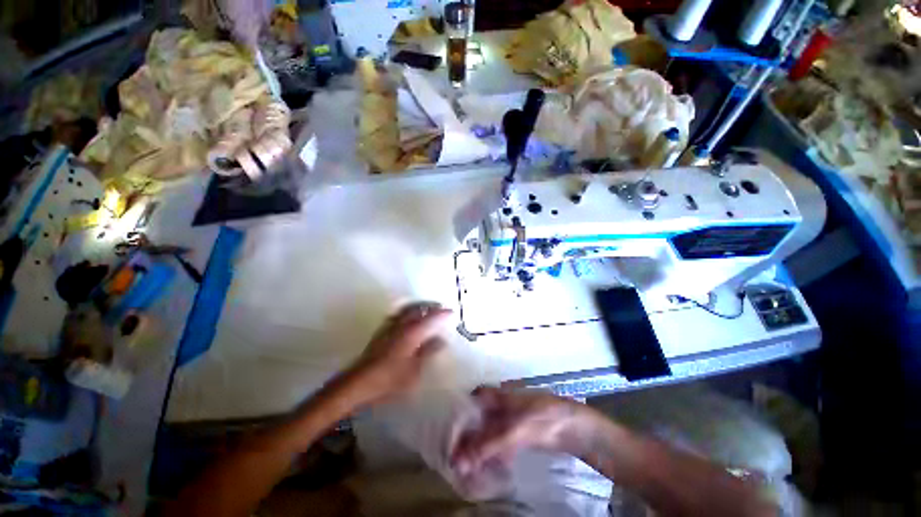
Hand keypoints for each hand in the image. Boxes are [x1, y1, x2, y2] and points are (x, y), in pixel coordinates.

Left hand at [340, 302, 451, 407]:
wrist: (360, 382)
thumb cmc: (391, 378)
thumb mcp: (415, 369)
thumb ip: (429, 352)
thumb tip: (441, 340)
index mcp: (412, 332)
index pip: (431, 317)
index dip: (442, 314)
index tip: (452, 312)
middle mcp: (401, 324)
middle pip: (418, 308)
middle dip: (431, 306)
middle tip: (441, 307)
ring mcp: (390, 326)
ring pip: (407, 309)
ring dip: (419, 307)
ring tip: (427, 310)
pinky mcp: (382, 331)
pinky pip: (398, 314)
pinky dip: (408, 312)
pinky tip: (409, 319)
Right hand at [450, 386, 591, 474]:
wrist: (572, 427)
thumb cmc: (542, 417)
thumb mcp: (515, 430)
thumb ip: (489, 445)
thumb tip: (460, 461)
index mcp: (495, 397)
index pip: (469, 403)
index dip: (457, 417)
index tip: (446, 436)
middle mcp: (497, 408)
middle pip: (475, 422)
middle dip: (465, 440)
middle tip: (453, 461)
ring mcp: (507, 422)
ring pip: (485, 435)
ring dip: (476, 452)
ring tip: (465, 471)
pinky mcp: (515, 437)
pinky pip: (497, 447)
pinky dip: (490, 457)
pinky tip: (484, 471)